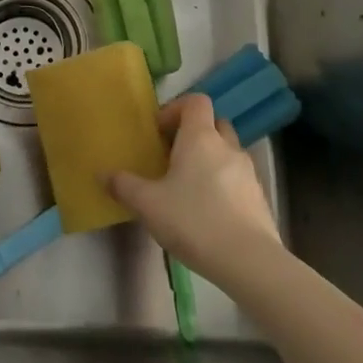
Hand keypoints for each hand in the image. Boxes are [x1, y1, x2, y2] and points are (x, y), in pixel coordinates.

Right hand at [107, 93, 279, 284]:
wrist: (248, 261)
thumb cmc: (193, 221)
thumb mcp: (148, 205)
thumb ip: (124, 186)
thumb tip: (103, 174)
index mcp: (200, 138)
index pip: (196, 101)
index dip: (177, 108)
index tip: (160, 131)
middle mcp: (227, 146)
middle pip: (214, 123)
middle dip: (194, 134)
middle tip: (173, 156)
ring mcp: (248, 172)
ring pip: (228, 152)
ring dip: (211, 160)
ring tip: (190, 188)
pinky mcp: (259, 198)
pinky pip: (238, 179)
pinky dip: (224, 185)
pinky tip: (209, 213)